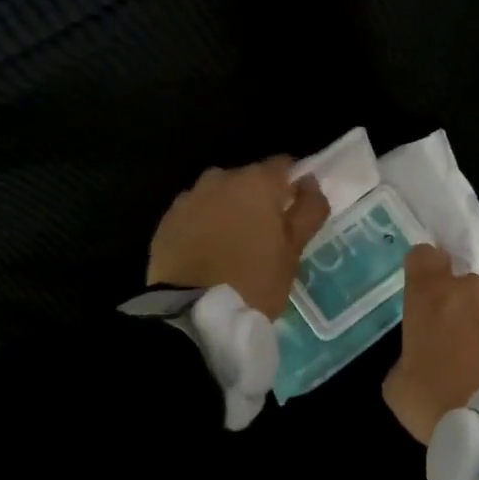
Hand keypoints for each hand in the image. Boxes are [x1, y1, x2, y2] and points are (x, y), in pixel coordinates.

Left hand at [147, 157, 330, 318]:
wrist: (192, 314)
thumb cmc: (253, 280)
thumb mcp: (293, 251)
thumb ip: (308, 211)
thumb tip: (310, 184)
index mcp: (257, 182)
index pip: (284, 165)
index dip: (292, 186)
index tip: (294, 213)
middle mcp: (221, 178)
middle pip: (248, 179)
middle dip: (258, 200)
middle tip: (264, 236)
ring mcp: (190, 197)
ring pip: (219, 195)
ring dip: (229, 210)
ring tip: (232, 245)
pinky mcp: (167, 220)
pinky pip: (195, 213)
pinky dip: (204, 225)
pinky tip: (207, 253)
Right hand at [383, 245, 478, 442]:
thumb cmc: (435, 401)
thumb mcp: (396, 384)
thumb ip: (406, 354)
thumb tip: (421, 357)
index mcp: (430, 294)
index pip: (423, 256)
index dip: (420, 271)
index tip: (420, 293)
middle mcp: (469, 288)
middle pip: (457, 285)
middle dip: (451, 307)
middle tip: (448, 345)